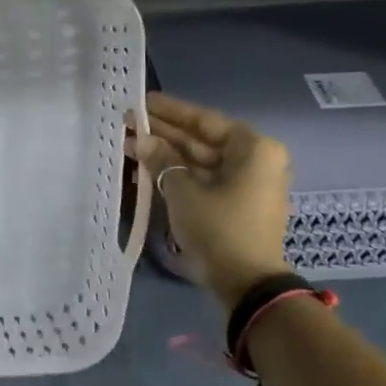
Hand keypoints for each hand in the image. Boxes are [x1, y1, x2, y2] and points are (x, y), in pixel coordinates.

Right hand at [131, 92, 292, 307]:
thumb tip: (142, 140)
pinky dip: (179, 176)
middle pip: (203, 141)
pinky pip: (205, 181)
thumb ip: (162, 161)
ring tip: (130, 147)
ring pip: (201, 162)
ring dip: (168, 156)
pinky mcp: (237, 206)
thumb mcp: (184, 192)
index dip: (170, 111)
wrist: (246, 283)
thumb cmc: (219, 228)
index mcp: (253, 148)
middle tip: (129, 124)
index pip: (204, 120)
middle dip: (165, 135)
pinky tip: (148, 171)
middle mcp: (256, 160)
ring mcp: (248, 184)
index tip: (142, 102)